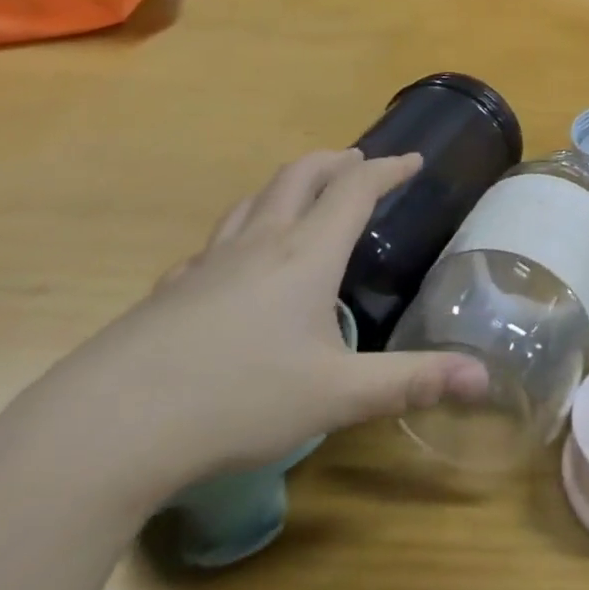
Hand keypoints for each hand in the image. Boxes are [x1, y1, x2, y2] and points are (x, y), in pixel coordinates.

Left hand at [52, 150, 487, 500]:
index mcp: (306, 254)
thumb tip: (485, 377)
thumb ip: (411, 382)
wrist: (103, 429)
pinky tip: (232, 265)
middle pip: (300, 176)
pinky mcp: (169, 292)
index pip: (356, 189)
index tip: (413, 160)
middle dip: (336, 162)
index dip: (389, 169)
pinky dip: (241, 233)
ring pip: (254, 201)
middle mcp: (259, 244)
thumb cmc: (235, 400)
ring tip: (304, 196)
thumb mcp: (336, 395)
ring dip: (288, 186)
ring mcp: (208, 264)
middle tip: (360, 163)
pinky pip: (215, 244)